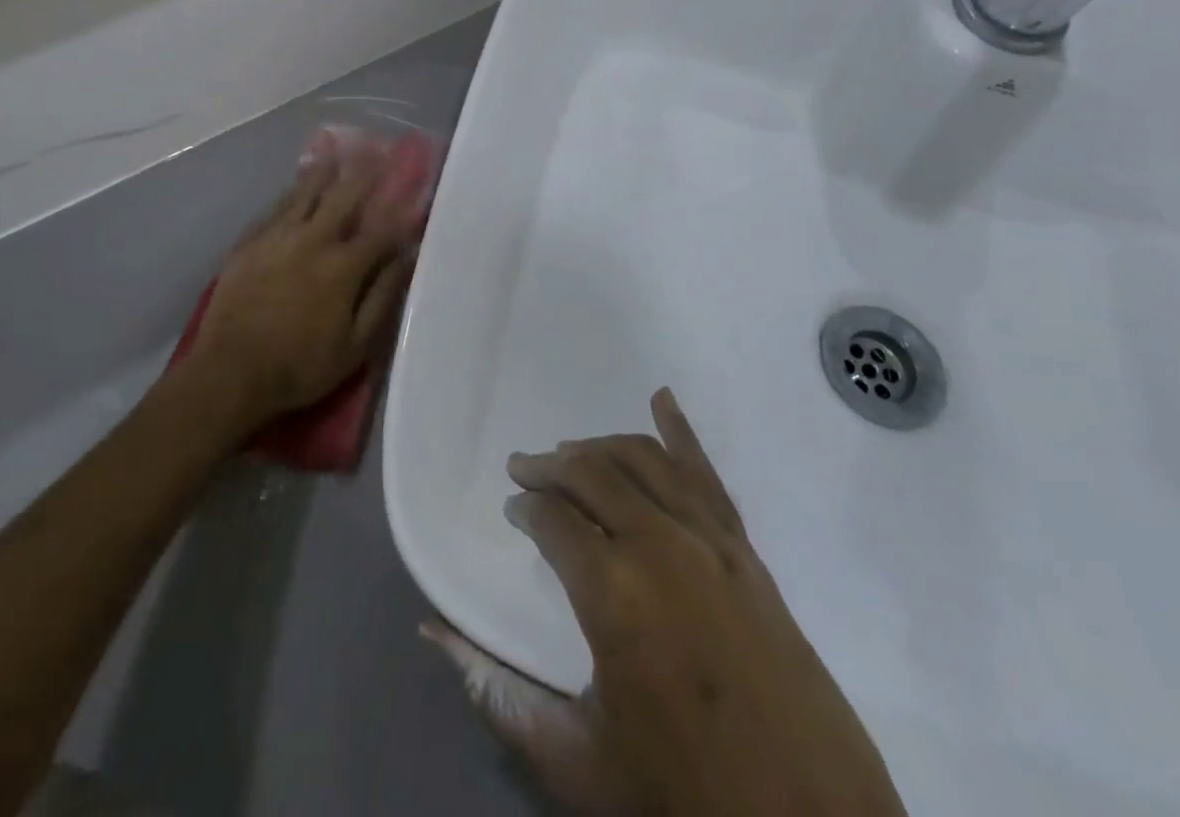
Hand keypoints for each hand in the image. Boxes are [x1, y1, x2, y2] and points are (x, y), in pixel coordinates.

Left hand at [187, 136, 421, 430]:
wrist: (230, 373)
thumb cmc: (301, 366)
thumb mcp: (356, 344)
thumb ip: (383, 296)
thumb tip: (408, 258)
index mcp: (343, 266)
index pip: (380, 229)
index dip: (399, 209)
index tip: (413, 189)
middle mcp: (312, 240)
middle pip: (342, 198)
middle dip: (362, 173)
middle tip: (375, 149)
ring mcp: (276, 238)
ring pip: (304, 195)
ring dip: (322, 172)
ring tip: (333, 150)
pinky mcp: (248, 245)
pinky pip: (273, 210)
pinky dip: (288, 195)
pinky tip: (293, 187)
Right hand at [432, 390, 906, 816]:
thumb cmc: (684, 798)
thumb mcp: (575, 760)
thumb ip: (496, 691)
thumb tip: (432, 630)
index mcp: (613, 594)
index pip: (554, 519)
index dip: (528, 507)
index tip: (515, 508)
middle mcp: (660, 547)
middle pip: (593, 475)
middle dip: (552, 466)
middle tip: (526, 469)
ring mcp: (711, 544)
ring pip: (644, 461)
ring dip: (602, 448)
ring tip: (573, 454)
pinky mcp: (747, 553)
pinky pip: (707, 476)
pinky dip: (681, 433)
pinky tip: (663, 401)